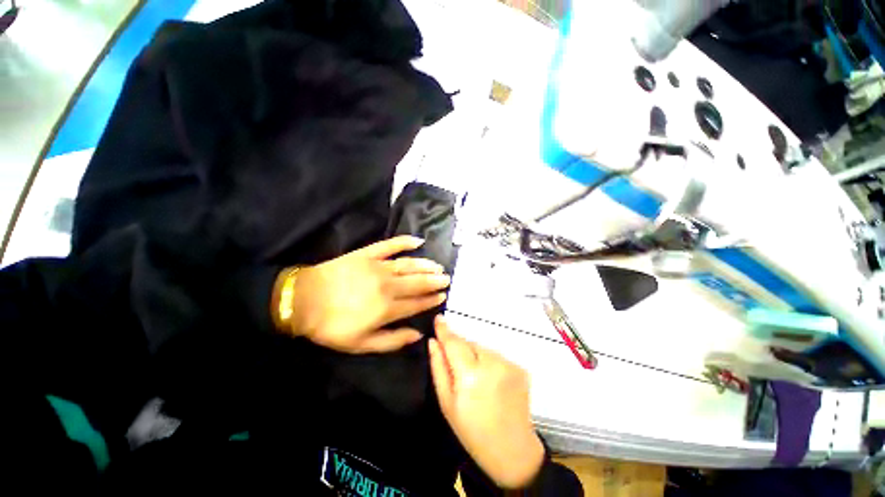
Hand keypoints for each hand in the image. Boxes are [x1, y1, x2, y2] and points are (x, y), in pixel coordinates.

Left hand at [287, 236, 449, 353]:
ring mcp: (378, 266)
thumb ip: (392, 341)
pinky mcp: (368, 254)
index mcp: (387, 308)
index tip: (442, 296)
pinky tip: (418, 241)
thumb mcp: (361, 344)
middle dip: (435, 281)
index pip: (417, 303)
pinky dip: (405, 242)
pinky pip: (390, 245)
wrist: (303, 301)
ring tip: (438, 266)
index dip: (431, 300)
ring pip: (409, 264)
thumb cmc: (332, 326)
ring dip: (426, 265)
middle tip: (447, 279)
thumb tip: (418, 335)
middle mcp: (388, 285)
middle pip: (418, 282)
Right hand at [428, 317, 544, 488]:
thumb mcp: (447, 403)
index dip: (445, 330)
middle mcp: (492, 363)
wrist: (512, 451)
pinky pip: (496, 356)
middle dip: (460, 348)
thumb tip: (432, 342)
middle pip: (469, 343)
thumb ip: (439, 368)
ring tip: (475, 378)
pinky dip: (489, 362)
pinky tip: (490, 381)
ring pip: (482, 348)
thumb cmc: (472, 431)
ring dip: (475, 355)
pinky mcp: (519, 367)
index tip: (438, 318)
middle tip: (457, 368)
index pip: (454, 343)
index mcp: (471, 375)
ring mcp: (509, 364)